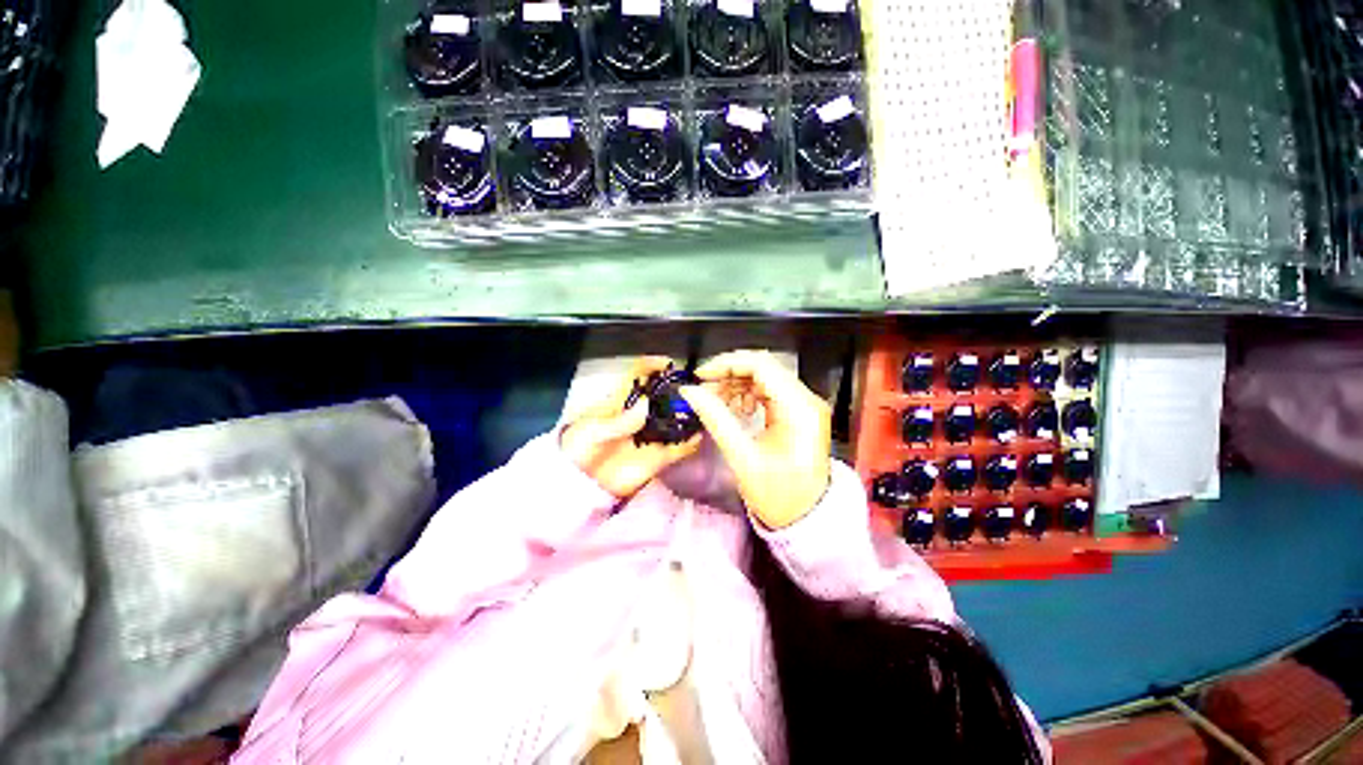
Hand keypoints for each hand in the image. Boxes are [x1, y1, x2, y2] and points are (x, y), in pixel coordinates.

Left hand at [561, 358, 702, 497]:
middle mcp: (640, 415)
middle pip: (662, 395)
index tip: (669, 364)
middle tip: (695, 387)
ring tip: (702, 408)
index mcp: (620, 402)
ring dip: (687, 413)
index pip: (637, 375)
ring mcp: (651, 435)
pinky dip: (690, 442)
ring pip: (674, 419)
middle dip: (678, 389)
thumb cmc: (579, 451)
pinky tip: (700, 435)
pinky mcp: (658, 457)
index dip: (652, 366)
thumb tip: (647, 403)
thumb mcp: (593, 432)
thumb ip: (620, 421)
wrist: (579, 486)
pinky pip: (679, 448)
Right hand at [679, 350, 831, 528]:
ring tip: (716, 402)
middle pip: (764, 367)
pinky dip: (747, 394)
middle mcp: (806, 400)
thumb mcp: (743, 458)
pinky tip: (734, 409)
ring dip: (736, 384)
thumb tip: (689, 391)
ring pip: (765, 377)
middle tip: (704, 389)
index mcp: (799, 409)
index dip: (728, 364)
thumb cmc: (778, 495)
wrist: (807, 520)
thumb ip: (716, 419)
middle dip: (729, 374)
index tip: (701, 376)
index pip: (762, 366)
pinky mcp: (798, 412)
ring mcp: (804, 405)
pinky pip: (769, 391)